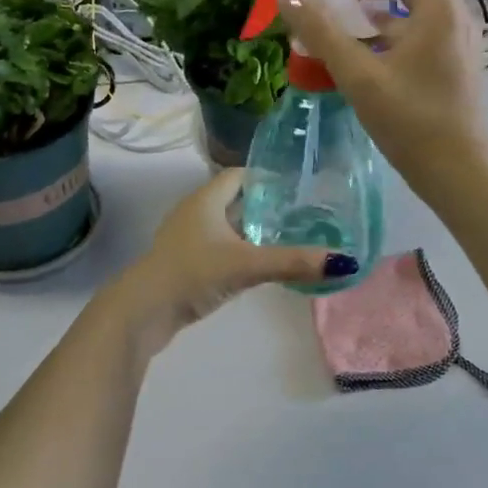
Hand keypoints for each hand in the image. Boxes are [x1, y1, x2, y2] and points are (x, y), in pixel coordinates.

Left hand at [110, 169, 357, 348]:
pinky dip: (239, 251)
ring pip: (226, 226)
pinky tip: (258, 266)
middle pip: (234, 200)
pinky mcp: (184, 263)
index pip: (239, 175)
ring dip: (251, 230)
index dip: (267, 176)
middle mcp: (194, 212)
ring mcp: (186, 239)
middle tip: (301, 213)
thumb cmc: (192, 273)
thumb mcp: (247, 264)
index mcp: (205, 199)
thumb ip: (293, 262)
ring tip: (287, 238)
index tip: (297, 185)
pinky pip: (218, 248)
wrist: (143, 311)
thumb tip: (344, 262)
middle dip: (265, 205)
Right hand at [281, 0, 487, 203]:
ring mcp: (458, 42)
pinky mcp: (453, 65)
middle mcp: (456, 17)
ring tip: (348, 29)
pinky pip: (423, 30)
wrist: (458, 172)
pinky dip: (394, 31)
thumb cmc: (412, 121)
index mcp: (441, 9)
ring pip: (421, 4)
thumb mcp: (359, 76)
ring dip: (383, 6)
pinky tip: (366, 58)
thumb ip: (322, 33)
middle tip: (345, 1)